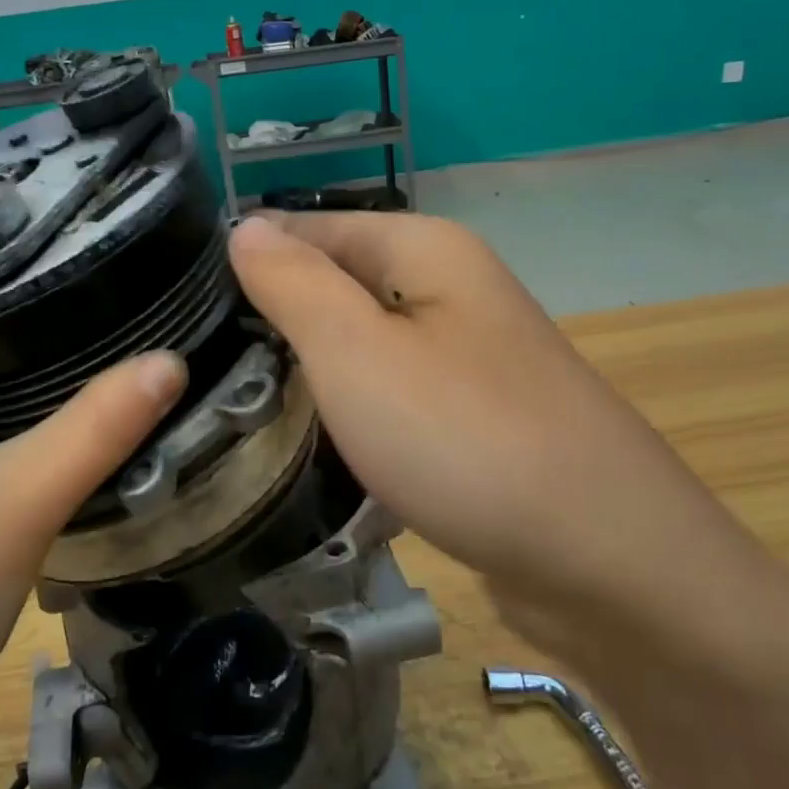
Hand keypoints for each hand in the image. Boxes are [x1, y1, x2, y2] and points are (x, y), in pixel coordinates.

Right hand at [227, 213, 740, 637]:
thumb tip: (244, 229)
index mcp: (425, 249)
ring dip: (311, 367)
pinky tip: (314, 439)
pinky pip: (393, 392)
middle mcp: (452, 287)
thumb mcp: (355, 351)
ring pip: (364, 342)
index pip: (309, 227)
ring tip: (238, 400)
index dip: (248, 258)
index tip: (182, 306)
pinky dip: (353, 408)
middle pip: (339, 283)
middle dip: (275, 317)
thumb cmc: (464, 438)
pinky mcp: (476, 415)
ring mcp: (469, 354)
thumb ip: (293, 283)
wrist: (607, 560)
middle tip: (200, 363)